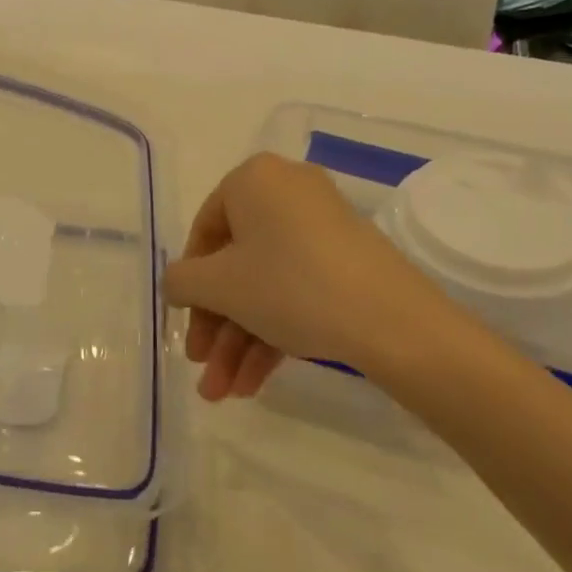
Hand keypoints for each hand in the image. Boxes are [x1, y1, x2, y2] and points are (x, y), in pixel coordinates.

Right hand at [164, 153, 461, 400]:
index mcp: (254, 179)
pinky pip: (296, 289)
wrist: (393, 321)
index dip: (190, 283)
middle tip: (203, 367)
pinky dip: (274, 331)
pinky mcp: (347, 260)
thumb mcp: (220, 285)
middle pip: (236, 264)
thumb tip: (177, 285)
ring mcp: (322, 226)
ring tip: (225, 393)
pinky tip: (255, 382)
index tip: (186, 323)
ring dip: (240, 339)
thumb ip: (181, 282)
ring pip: (265, 284)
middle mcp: (287, 192)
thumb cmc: (290, 285)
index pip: (205, 230)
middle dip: (217, 325)